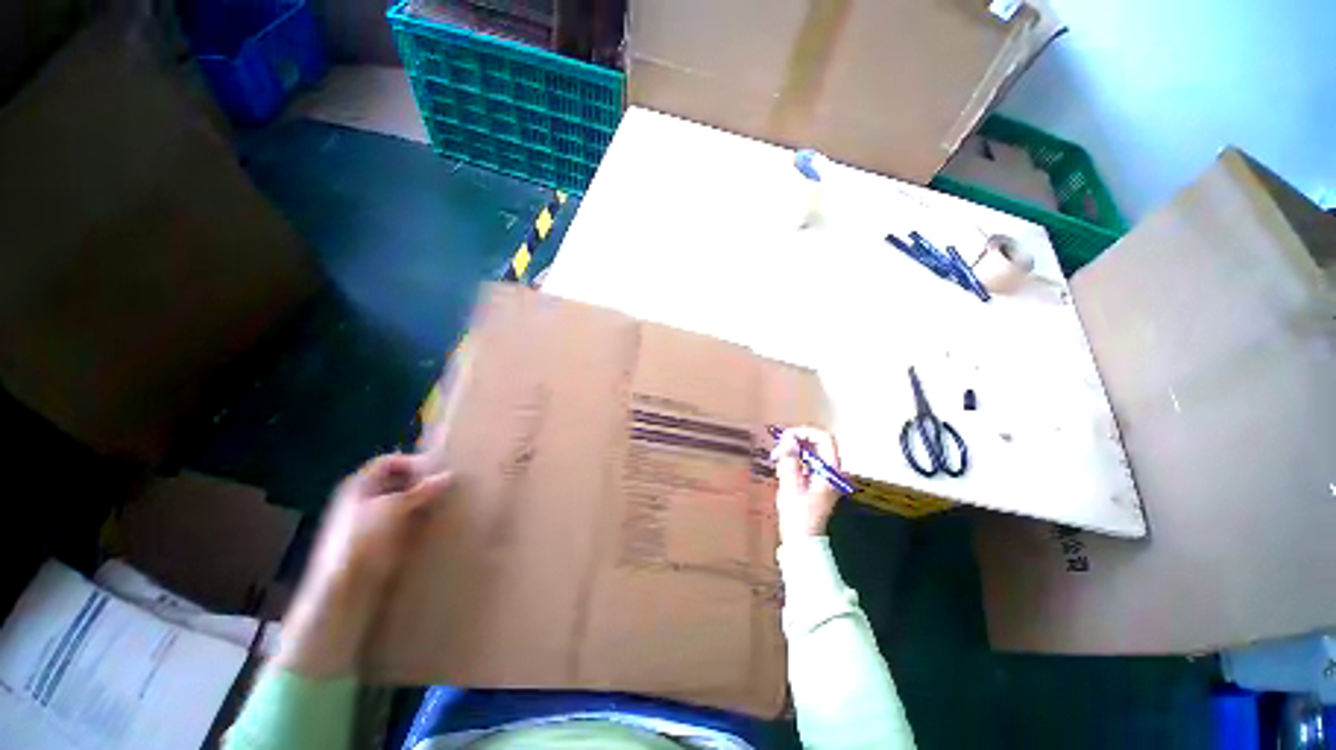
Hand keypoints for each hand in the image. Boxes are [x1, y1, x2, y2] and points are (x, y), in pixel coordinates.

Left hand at [275, 453, 451, 677]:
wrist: (345, 591)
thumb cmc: (364, 540)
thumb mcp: (395, 508)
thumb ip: (422, 490)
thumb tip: (449, 476)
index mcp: (358, 485)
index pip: (389, 461)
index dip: (413, 462)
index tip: (438, 470)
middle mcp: (361, 499)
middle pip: (395, 481)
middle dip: (421, 481)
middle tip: (446, 486)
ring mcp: (368, 522)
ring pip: (400, 501)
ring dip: (421, 501)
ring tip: (444, 504)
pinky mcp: (377, 542)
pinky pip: (402, 521)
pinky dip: (418, 518)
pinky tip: (433, 525)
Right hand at [770, 427, 841, 541]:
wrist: (802, 540)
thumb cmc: (798, 515)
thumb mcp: (791, 486)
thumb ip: (790, 460)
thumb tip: (788, 440)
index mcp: (831, 471)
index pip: (824, 439)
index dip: (805, 432)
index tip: (786, 435)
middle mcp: (832, 470)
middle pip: (816, 443)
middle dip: (796, 441)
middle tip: (778, 449)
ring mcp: (825, 475)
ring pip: (809, 451)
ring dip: (792, 451)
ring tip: (778, 463)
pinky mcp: (817, 480)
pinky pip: (806, 461)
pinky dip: (793, 460)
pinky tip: (782, 470)